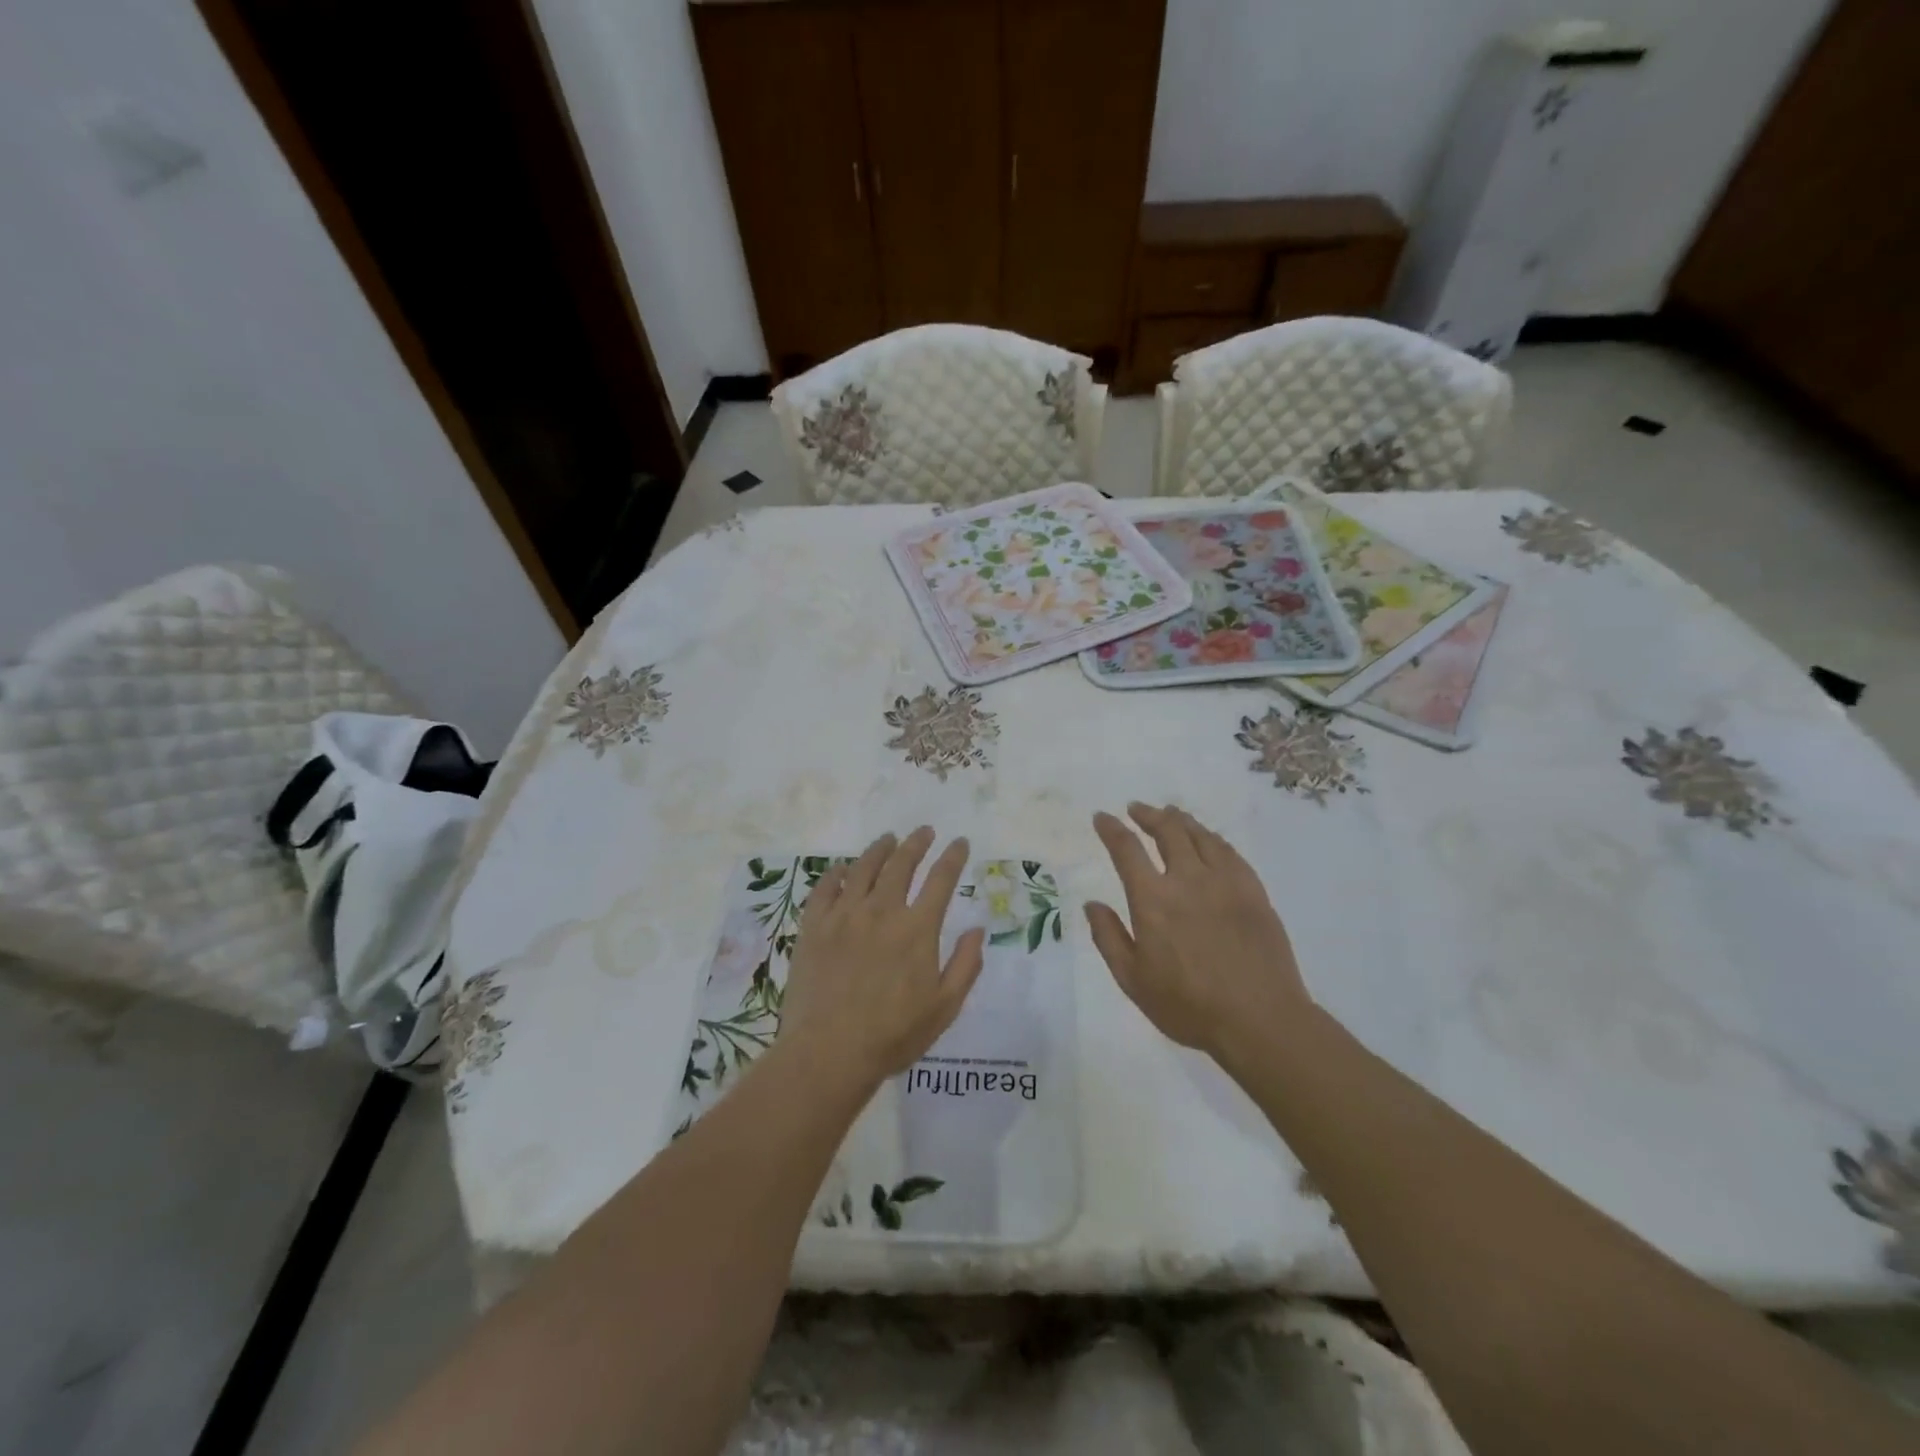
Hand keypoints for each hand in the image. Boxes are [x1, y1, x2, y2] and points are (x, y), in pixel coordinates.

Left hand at [779, 828, 985, 1088]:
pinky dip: (838, 873)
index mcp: (917, 929)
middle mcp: (882, 911)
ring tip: (888, 839)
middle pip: (901, 864)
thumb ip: (966, 965)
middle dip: (916, 843)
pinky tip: (844, 869)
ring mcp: (844, 916)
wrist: (829, 1052)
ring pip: (864, 868)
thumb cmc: (893, 1035)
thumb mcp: (944, 1007)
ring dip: (880, 849)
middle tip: (924, 831)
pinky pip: (826, 888)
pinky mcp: (814, 927)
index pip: (940, 880)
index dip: (953, 857)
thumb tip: (976, 930)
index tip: (960, 842)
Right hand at [1086, 804, 1311, 1060]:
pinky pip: (1230, 852)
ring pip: (1201, 835)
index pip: (1127, 850)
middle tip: (1137, 809)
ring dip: (1180, 820)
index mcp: (1153, 899)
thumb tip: (1092, 903)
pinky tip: (1209, 840)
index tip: (1102, 817)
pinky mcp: (1254, 891)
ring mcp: (1225, 882)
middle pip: (1167, 831)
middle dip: (1148, 815)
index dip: (1111, 829)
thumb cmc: (1189, 1007)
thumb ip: (1109, 937)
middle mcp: (1188, 879)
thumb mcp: (1133, 980)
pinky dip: (1212, 838)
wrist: (1260, 1020)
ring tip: (1171, 814)